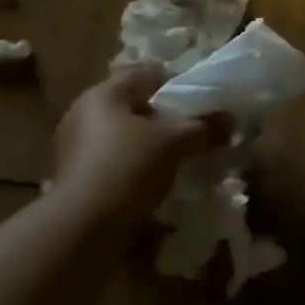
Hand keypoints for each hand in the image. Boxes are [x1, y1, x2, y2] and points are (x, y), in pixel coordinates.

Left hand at [53, 67, 232, 216]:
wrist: (83, 229)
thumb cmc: (128, 168)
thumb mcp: (175, 143)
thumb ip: (204, 127)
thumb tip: (231, 121)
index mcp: (103, 94)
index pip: (147, 74)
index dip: (178, 84)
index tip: (202, 103)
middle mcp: (83, 113)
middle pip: (134, 105)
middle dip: (164, 118)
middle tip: (194, 131)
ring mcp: (74, 147)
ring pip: (124, 135)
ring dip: (150, 145)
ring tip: (179, 159)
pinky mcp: (74, 178)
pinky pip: (113, 161)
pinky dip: (135, 167)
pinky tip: (155, 182)